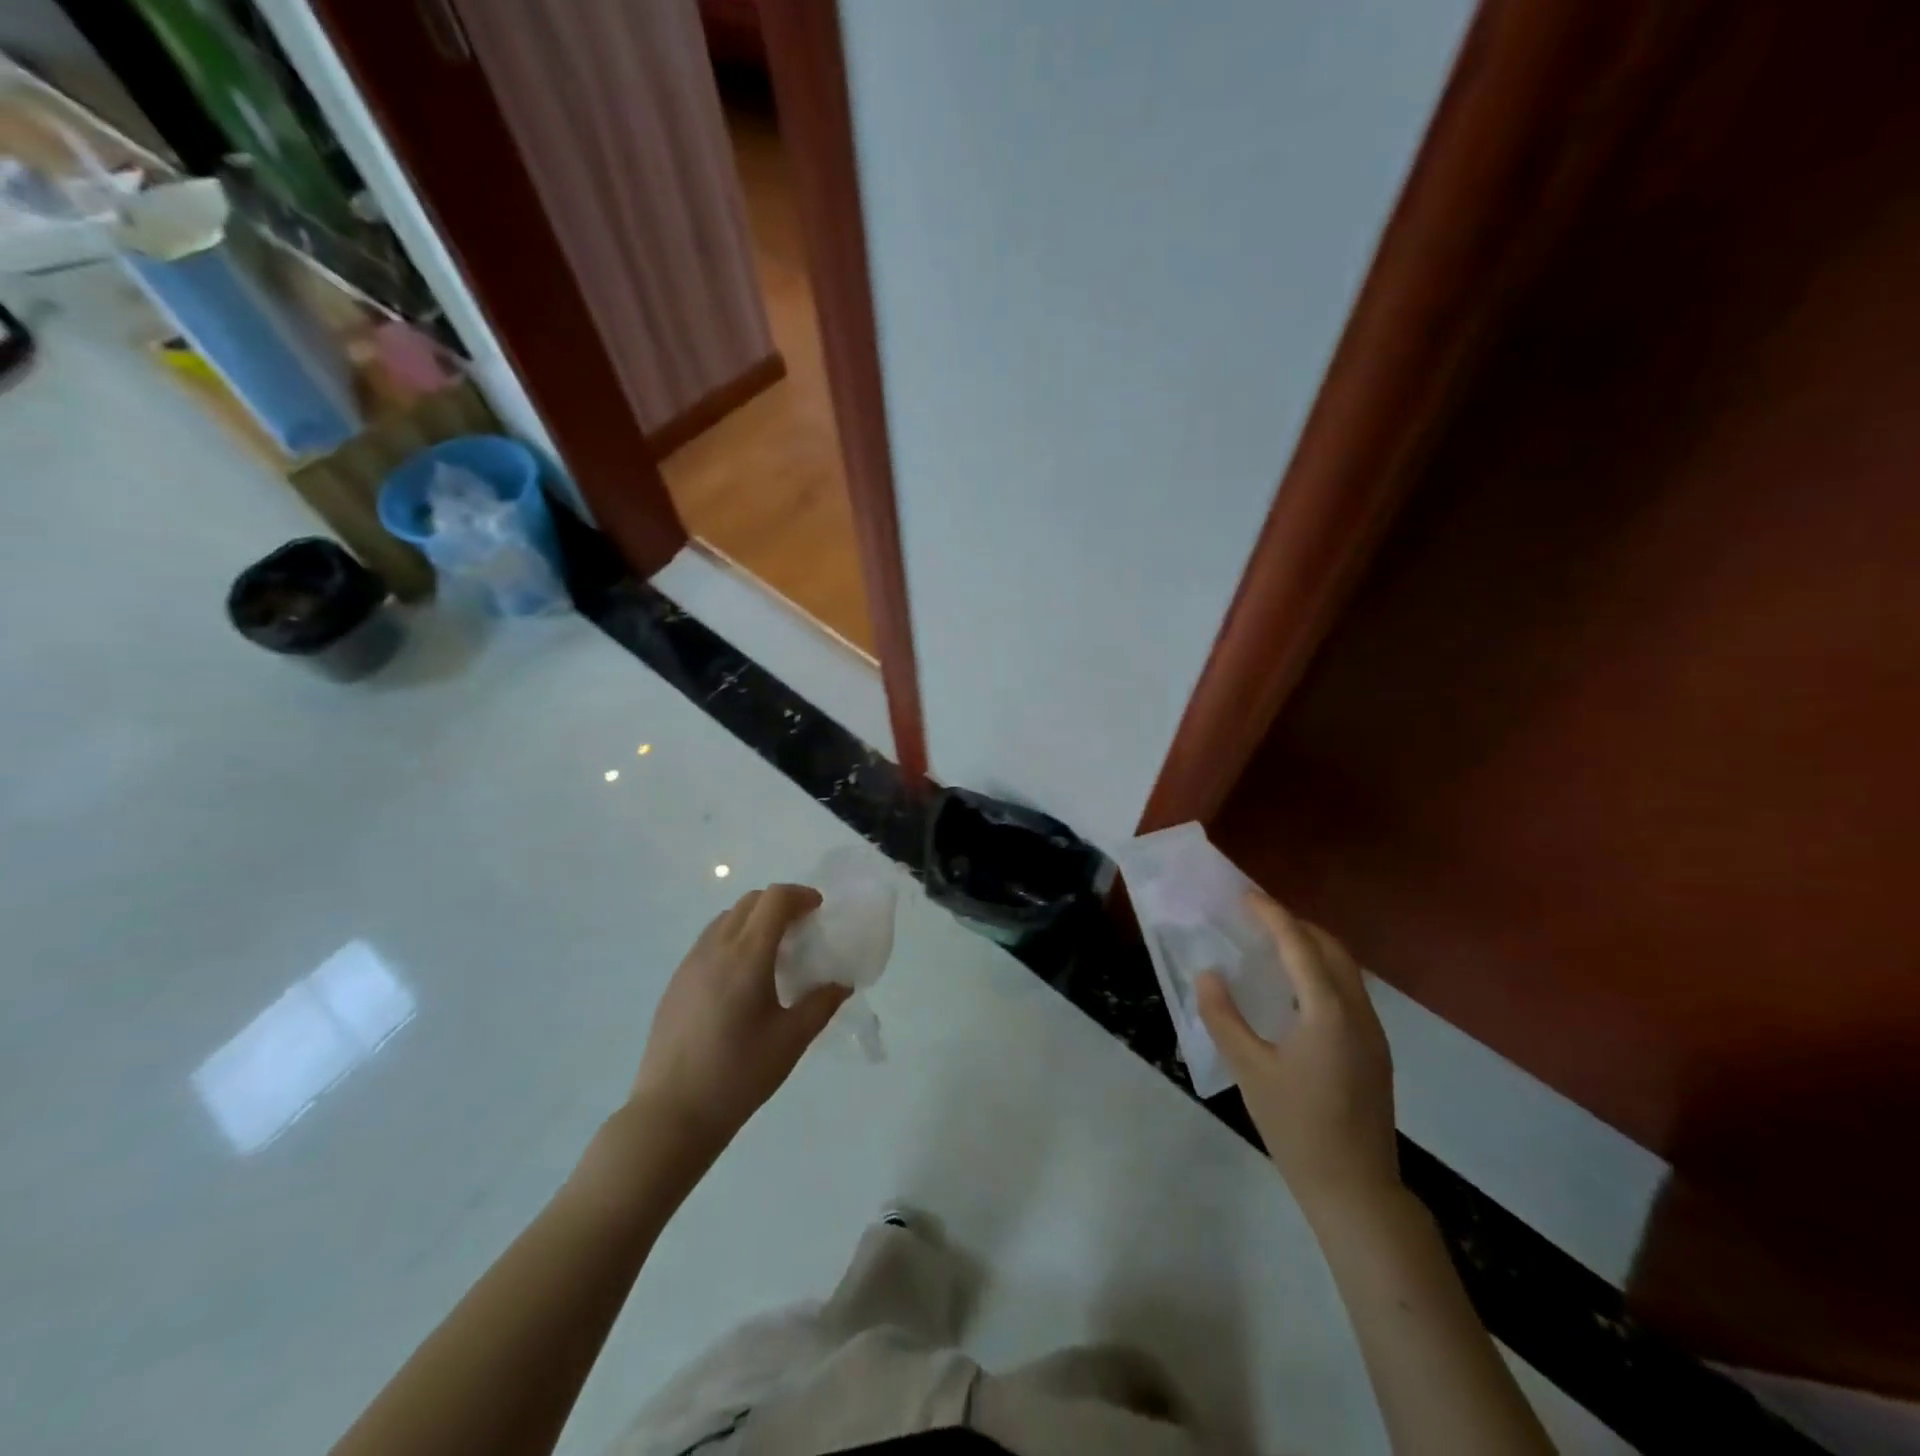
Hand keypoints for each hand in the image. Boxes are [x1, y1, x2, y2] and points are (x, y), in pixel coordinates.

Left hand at [628, 885, 847, 1155]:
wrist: (671, 1114)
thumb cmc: (738, 1075)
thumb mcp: (791, 1040)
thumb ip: (821, 1004)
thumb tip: (841, 983)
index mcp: (747, 956)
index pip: (775, 899)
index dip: (801, 895)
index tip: (818, 911)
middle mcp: (715, 948)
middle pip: (750, 902)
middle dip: (779, 905)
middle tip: (801, 930)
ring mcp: (690, 963)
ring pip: (726, 918)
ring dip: (754, 920)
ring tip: (772, 954)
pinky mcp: (676, 982)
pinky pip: (709, 941)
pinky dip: (733, 939)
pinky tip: (742, 979)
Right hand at [1197, 893, 1398, 1217]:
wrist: (1356, 1190)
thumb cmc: (1297, 1127)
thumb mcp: (1249, 1070)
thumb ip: (1224, 1017)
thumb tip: (1208, 974)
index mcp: (1328, 1012)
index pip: (1299, 946)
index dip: (1272, 915)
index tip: (1246, 895)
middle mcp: (1357, 1013)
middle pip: (1331, 950)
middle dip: (1296, 925)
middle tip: (1257, 918)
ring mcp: (1372, 1033)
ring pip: (1346, 970)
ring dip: (1312, 948)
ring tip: (1273, 945)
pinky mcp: (1374, 1052)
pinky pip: (1348, 992)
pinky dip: (1322, 973)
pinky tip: (1296, 991)